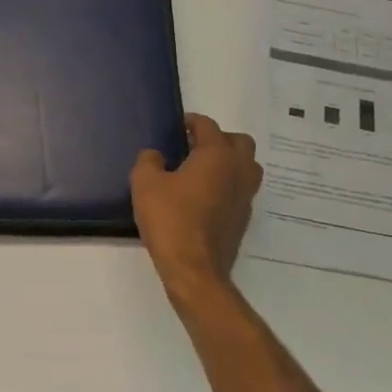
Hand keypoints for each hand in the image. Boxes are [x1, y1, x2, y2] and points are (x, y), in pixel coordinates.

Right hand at [131, 114, 263, 302]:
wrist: (194, 270)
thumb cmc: (170, 219)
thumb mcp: (145, 184)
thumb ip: (149, 161)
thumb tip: (156, 155)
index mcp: (217, 155)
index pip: (208, 126)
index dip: (192, 122)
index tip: (178, 126)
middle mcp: (238, 171)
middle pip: (239, 142)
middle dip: (219, 138)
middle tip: (195, 146)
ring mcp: (245, 197)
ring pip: (247, 167)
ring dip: (229, 162)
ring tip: (202, 170)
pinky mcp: (243, 219)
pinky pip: (241, 190)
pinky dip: (228, 185)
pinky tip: (205, 196)